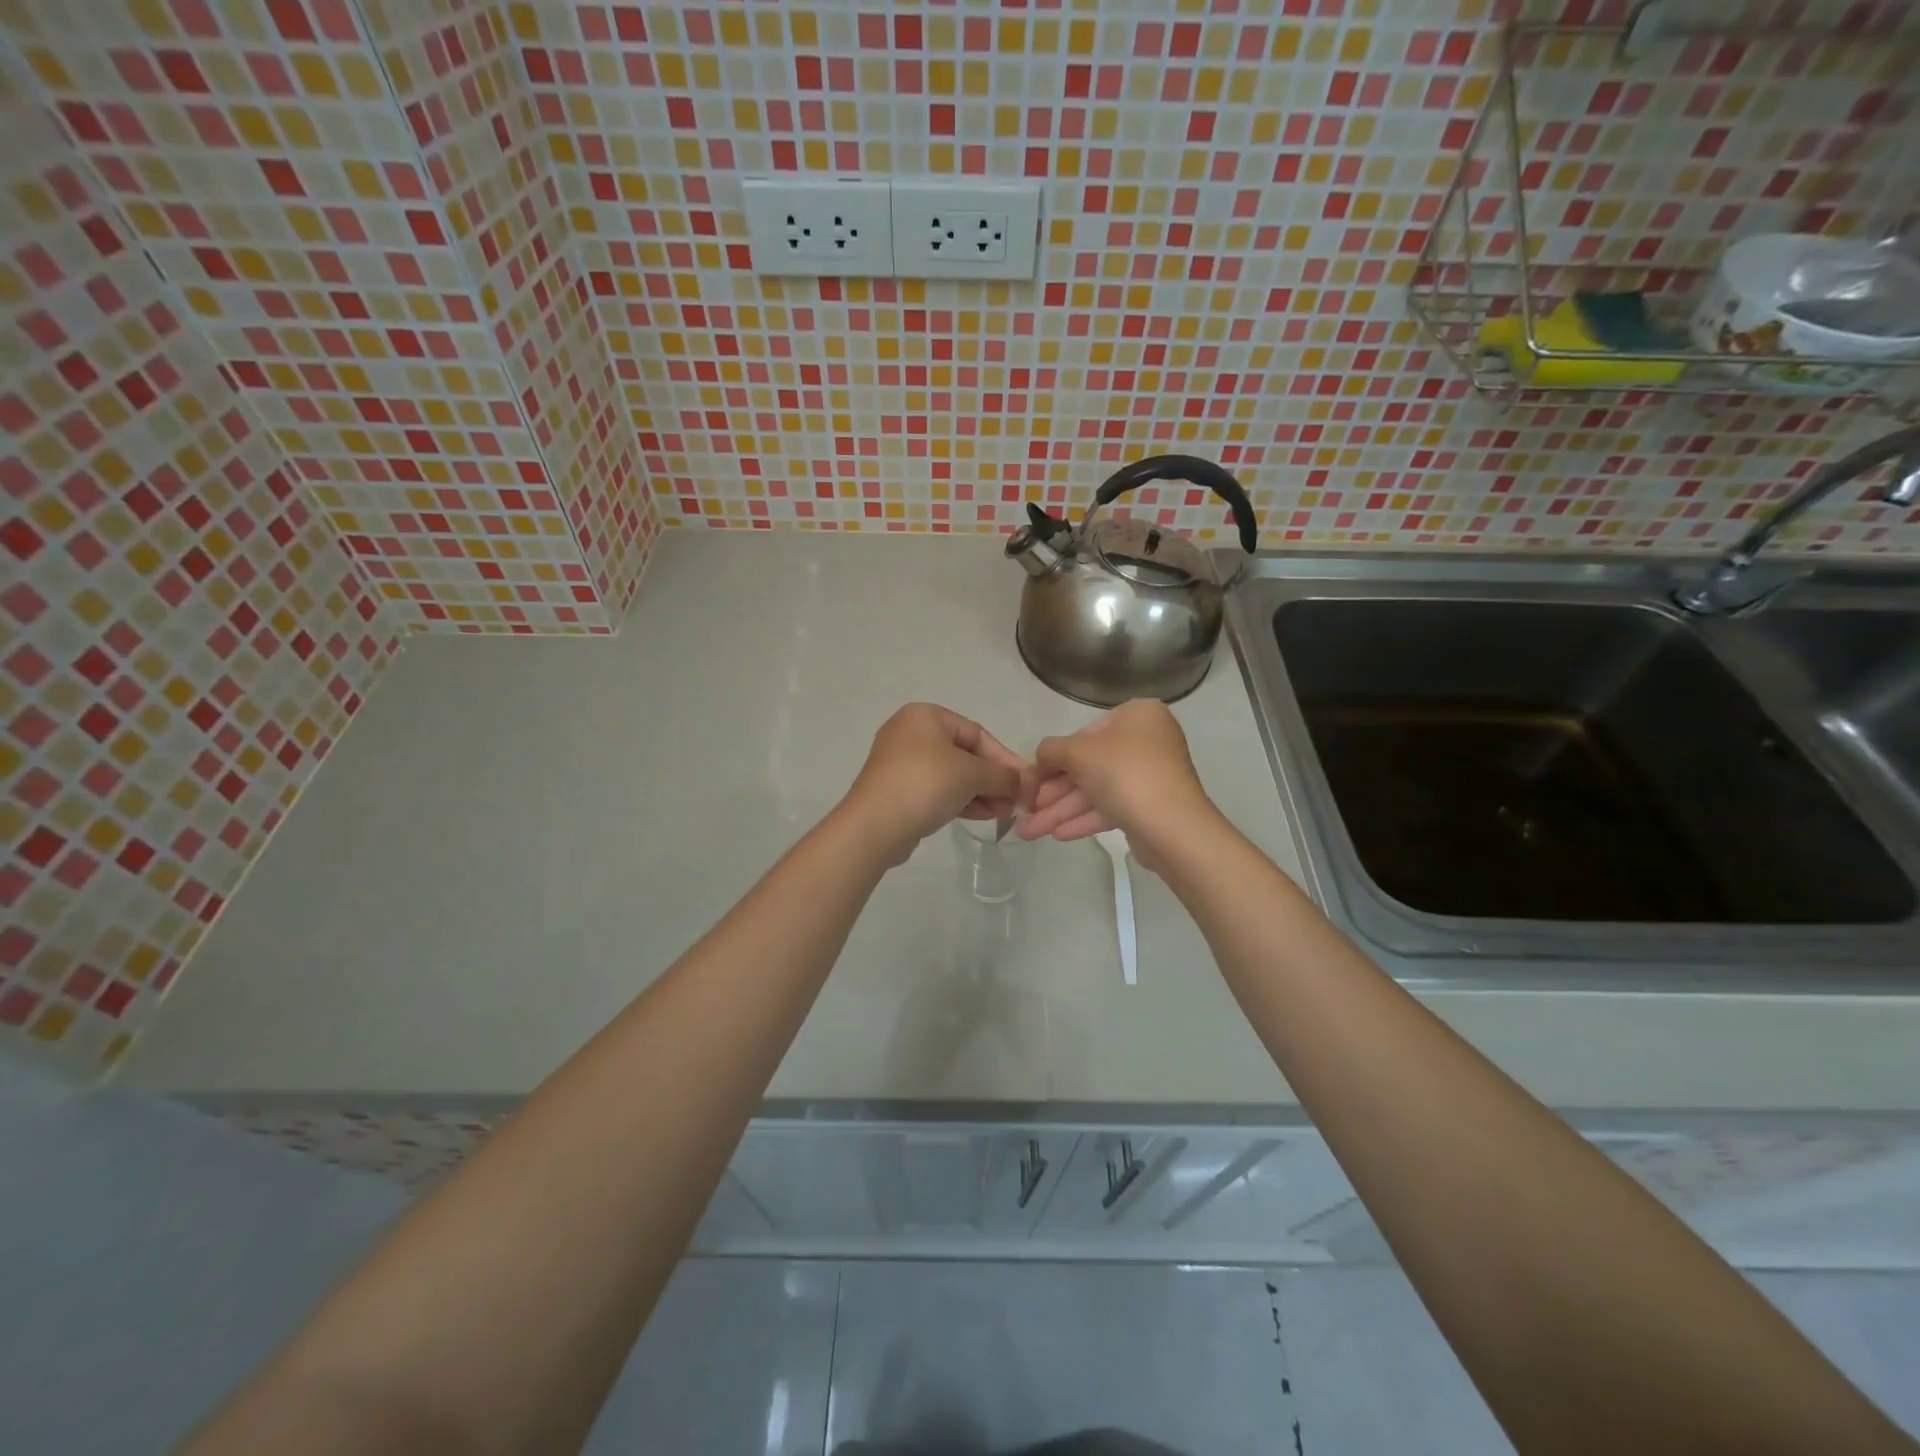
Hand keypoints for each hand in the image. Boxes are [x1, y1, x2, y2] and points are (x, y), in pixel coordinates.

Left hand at [841, 704, 1027, 865]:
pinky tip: (981, 815)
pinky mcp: (898, 789)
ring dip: (981, 792)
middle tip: (1016, 801)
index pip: (977, 733)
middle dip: (993, 779)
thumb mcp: (972, 774)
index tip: (1024, 782)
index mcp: (926, 716)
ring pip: (952, 774)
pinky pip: (936, 789)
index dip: (1004, 758)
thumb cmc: (925, 784)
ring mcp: (901, 762)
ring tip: (1004, 813)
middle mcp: (910, 733)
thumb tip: (1026, 782)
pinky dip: (960, 799)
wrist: (875, 825)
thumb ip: (1003, 775)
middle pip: (965, 754)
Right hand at [1016, 700, 1216, 871]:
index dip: (1052, 760)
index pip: (1084, 734)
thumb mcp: (1077, 752)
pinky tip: (1057, 835)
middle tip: (1024, 811)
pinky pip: (1111, 807)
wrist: (1171, 826)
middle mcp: (1147, 740)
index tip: (1029, 782)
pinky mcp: (1151, 806)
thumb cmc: (1123, 773)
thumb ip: (1050, 750)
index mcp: (1137, 715)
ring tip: (1029, 832)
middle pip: (1088, 765)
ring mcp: (1151, 775)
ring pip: (1096, 790)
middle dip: (1052, 793)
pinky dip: (1084, 819)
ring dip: (1061, 811)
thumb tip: (1040, 758)